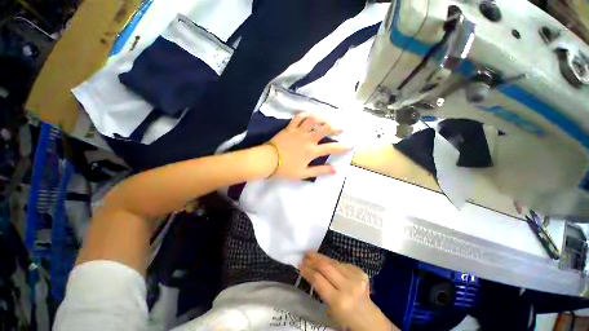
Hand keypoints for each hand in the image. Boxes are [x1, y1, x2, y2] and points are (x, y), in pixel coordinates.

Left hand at [269, 112, 349, 179]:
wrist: (268, 161)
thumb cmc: (285, 169)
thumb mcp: (304, 174)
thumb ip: (319, 171)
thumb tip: (335, 170)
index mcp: (311, 151)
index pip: (331, 148)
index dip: (342, 147)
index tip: (350, 145)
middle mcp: (308, 139)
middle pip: (325, 128)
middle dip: (336, 127)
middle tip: (341, 127)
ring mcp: (299, 131)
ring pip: (313, 119)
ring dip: (322, 118)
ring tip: (326, 119)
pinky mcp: (290, 127)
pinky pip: (298, 117)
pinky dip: (305, 114)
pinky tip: (310, 115)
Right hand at [300, 252, 397, 330]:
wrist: (370, 319)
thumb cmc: (346, 319)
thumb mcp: (330, 309)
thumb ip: (321, 290)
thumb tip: (310, 272)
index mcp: (339, 301)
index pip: (318, 280)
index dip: (308, 270)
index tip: (300, 264)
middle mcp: (348, 287)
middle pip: (326, 267)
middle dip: (313, 259)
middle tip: (305, 255)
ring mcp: (356, 277)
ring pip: (334, 262)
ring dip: (322, 257)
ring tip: (313, 254)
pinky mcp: (361, 272)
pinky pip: (343, 263)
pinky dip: (333, 262)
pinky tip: (328, 262)